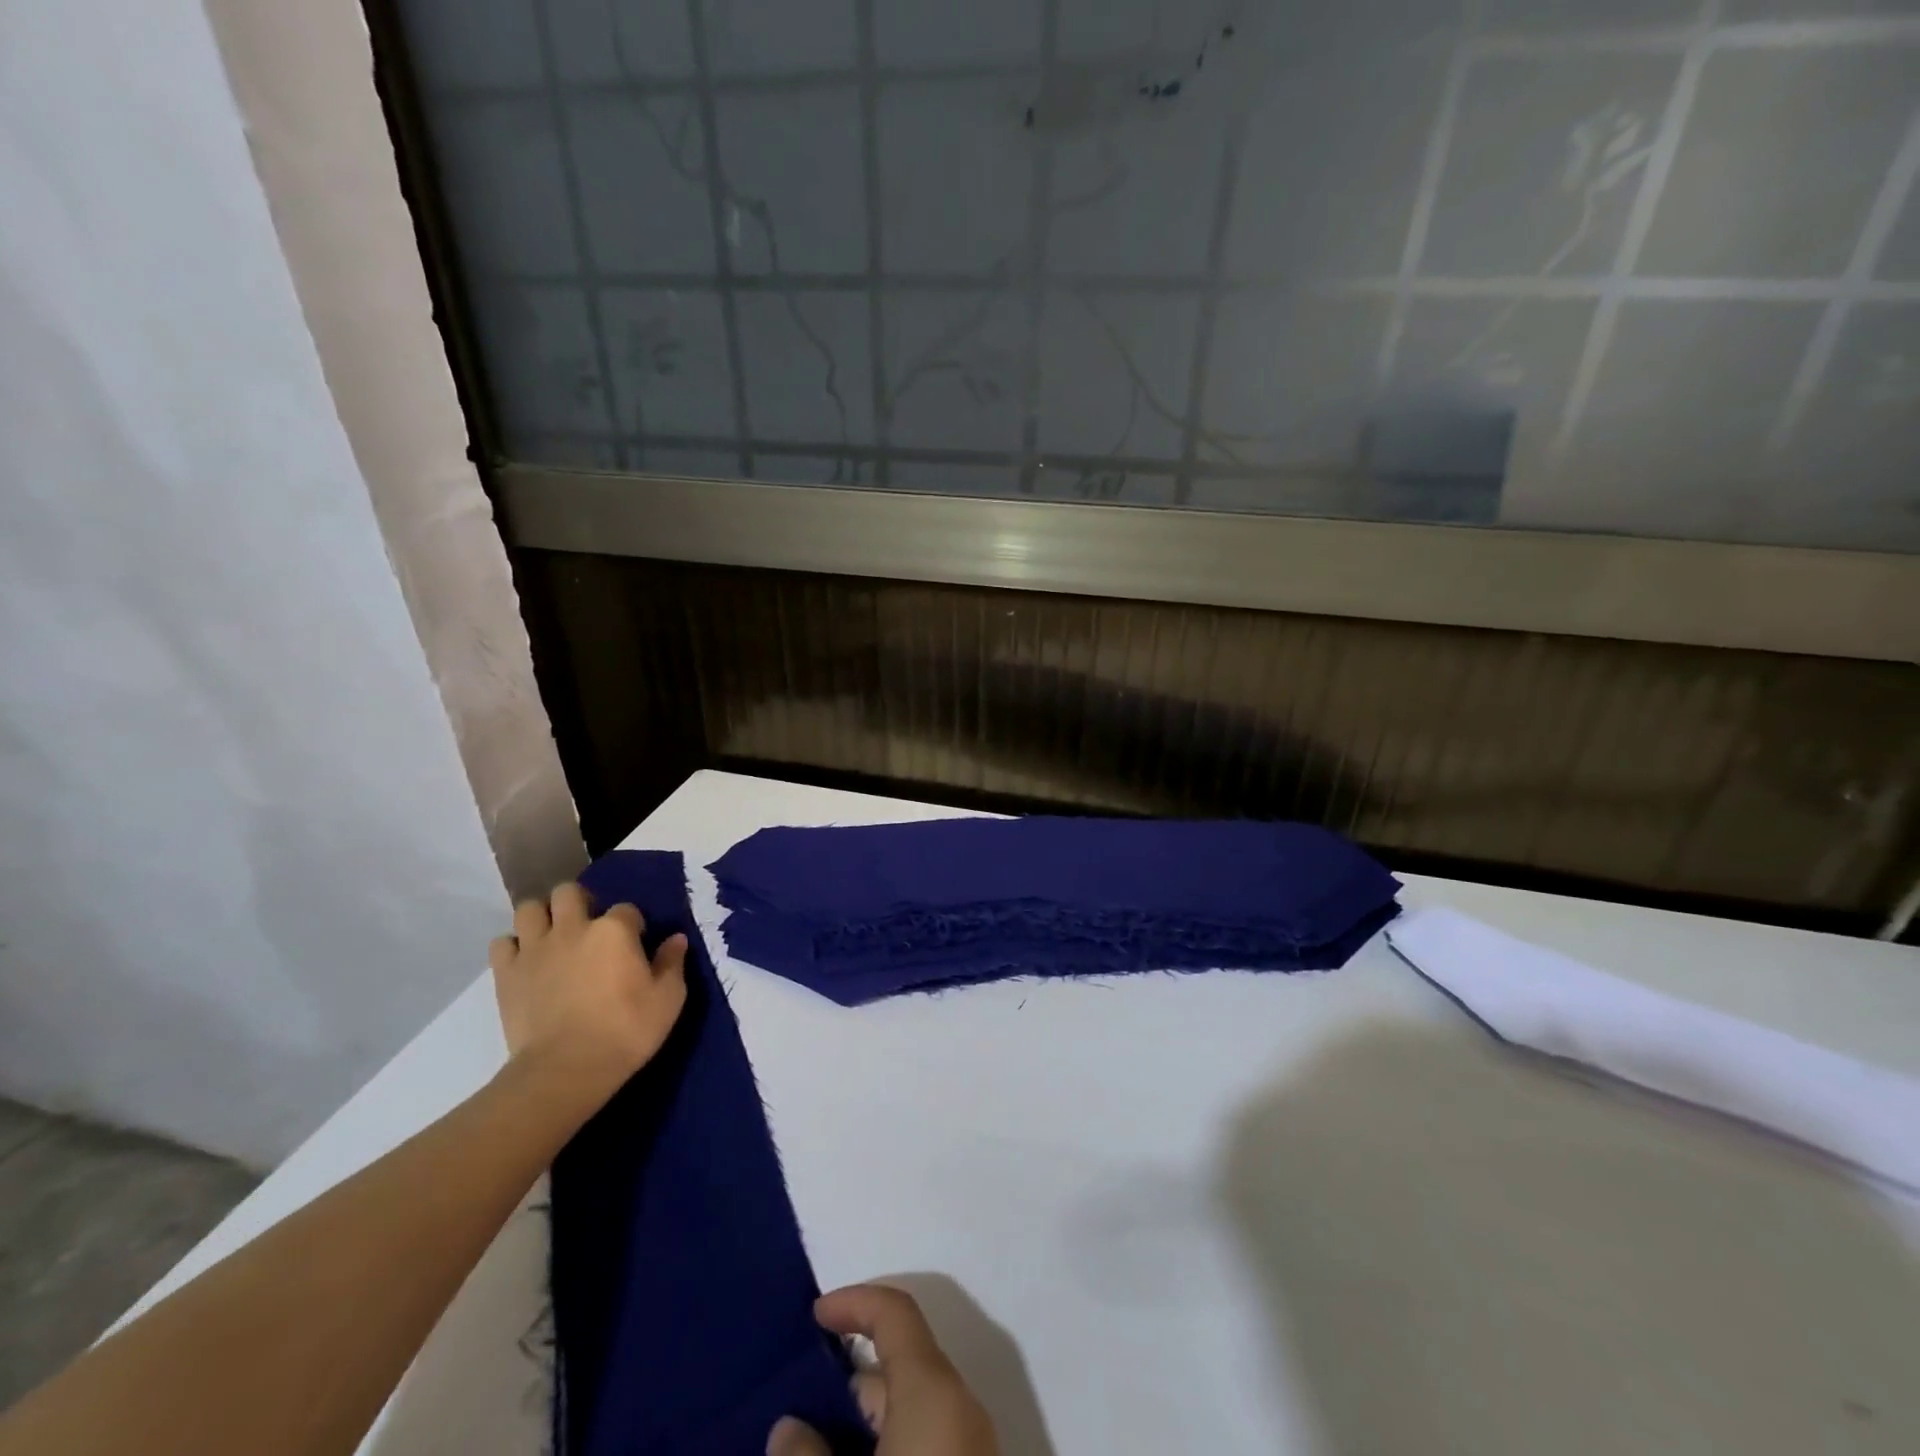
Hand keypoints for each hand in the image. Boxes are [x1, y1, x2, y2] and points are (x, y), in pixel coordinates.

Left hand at [489, 883, 686, 1109]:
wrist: (566, 1070)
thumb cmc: (626, 1031)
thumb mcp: (668, 999)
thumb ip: (672, 963)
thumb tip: (676, 938)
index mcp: (614, 930)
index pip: (627, 909)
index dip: (633, 925)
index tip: (635, 944)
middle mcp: (573, 928)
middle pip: (569, 892)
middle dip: (579, 902)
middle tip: (588, 927)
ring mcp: (535, 948)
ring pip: (530, 908)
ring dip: (542, 917)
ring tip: (553, 937)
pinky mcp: (506, 973)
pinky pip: (501, 943)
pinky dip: (513, 947)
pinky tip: (527, 961)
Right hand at [767, 1285, 998, 1455]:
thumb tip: (789, 1427)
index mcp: (935, 1390)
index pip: (896, 1313)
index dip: (854, 1303)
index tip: (813, 1315)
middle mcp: (959, 1409)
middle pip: (899, 1369)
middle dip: (844, 1386)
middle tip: (794, 1410)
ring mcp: (970, 1452)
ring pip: (908, 1415)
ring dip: (860, 1429)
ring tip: (808, 1451)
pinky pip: (923, 1447)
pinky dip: (886, 1451)